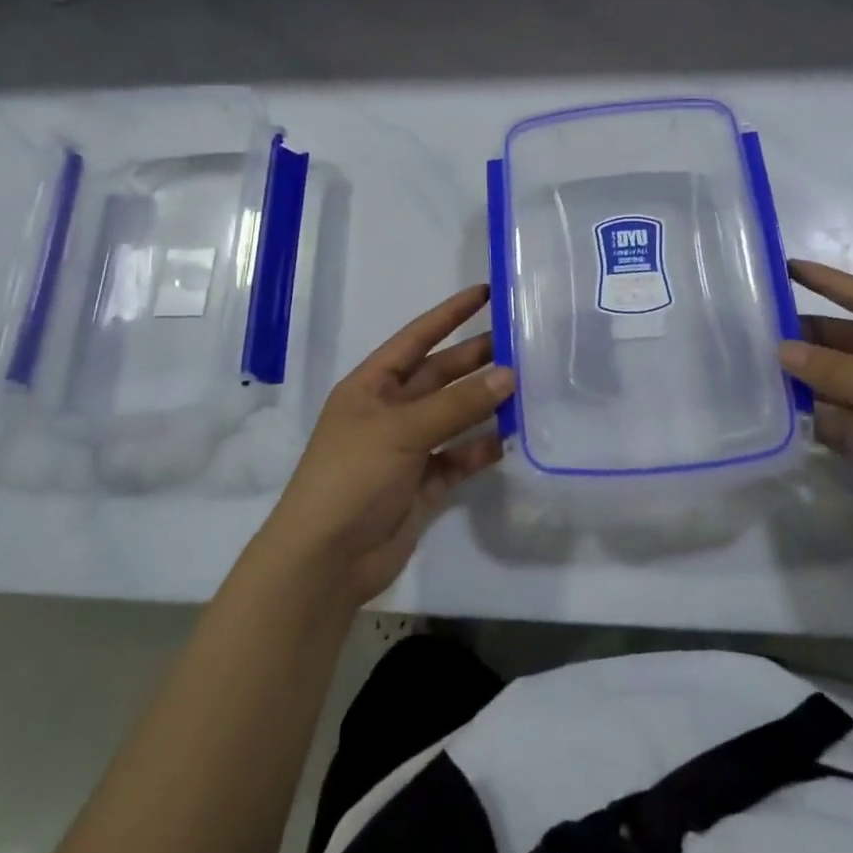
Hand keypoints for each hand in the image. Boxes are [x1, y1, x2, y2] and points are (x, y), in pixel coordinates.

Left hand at [258, 284, 514, 608]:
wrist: (326, 560)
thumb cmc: (352, 476)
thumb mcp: (401, 430)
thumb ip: (457, 404)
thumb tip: (509, 375)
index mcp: (372, 385)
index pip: (417, 338)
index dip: (450, 314)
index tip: (486, 292)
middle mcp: (390, 410)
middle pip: (440, 375)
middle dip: (476, 358)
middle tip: (522, 342)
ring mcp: (407, 448)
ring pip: (454, 416)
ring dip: (485, 404)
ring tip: (526, 387)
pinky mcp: (423, 484)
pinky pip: (459, 457)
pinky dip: (481, 448)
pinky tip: (510, 439)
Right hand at [779, 259, 852, 582]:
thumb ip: (838, 369)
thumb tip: (783, 349)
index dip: (831, 284)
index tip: (787, 268)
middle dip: (814, 338)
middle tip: (762, 333)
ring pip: (849, 386)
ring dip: (815, 383)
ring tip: (768, 376)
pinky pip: (852, 426)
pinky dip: (829, 424)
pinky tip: (800, 423)